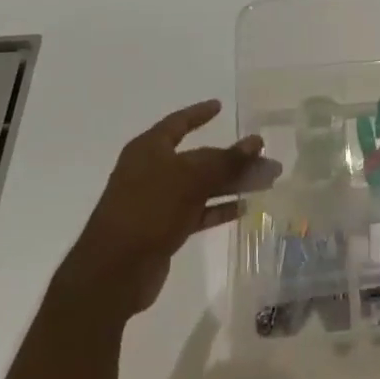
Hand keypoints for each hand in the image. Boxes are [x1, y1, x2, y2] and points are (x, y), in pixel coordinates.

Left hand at [64, 100, 267, 317]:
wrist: (113, 272)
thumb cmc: (148, 210)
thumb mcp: (190, 179)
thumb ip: (226, 160)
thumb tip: (256, 141)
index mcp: (149, 150)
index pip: (178, 123)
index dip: (199, 113)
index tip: (220, 106)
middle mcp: (152, 171)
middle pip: (198, 158)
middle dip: (232, 158)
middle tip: (265, 157)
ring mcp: (157, 201)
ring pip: (201, 185)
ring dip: (232, 183)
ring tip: (266, 182)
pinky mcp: (163, 229)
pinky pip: (198, 211)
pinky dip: (219, 208)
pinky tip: (245, 208)